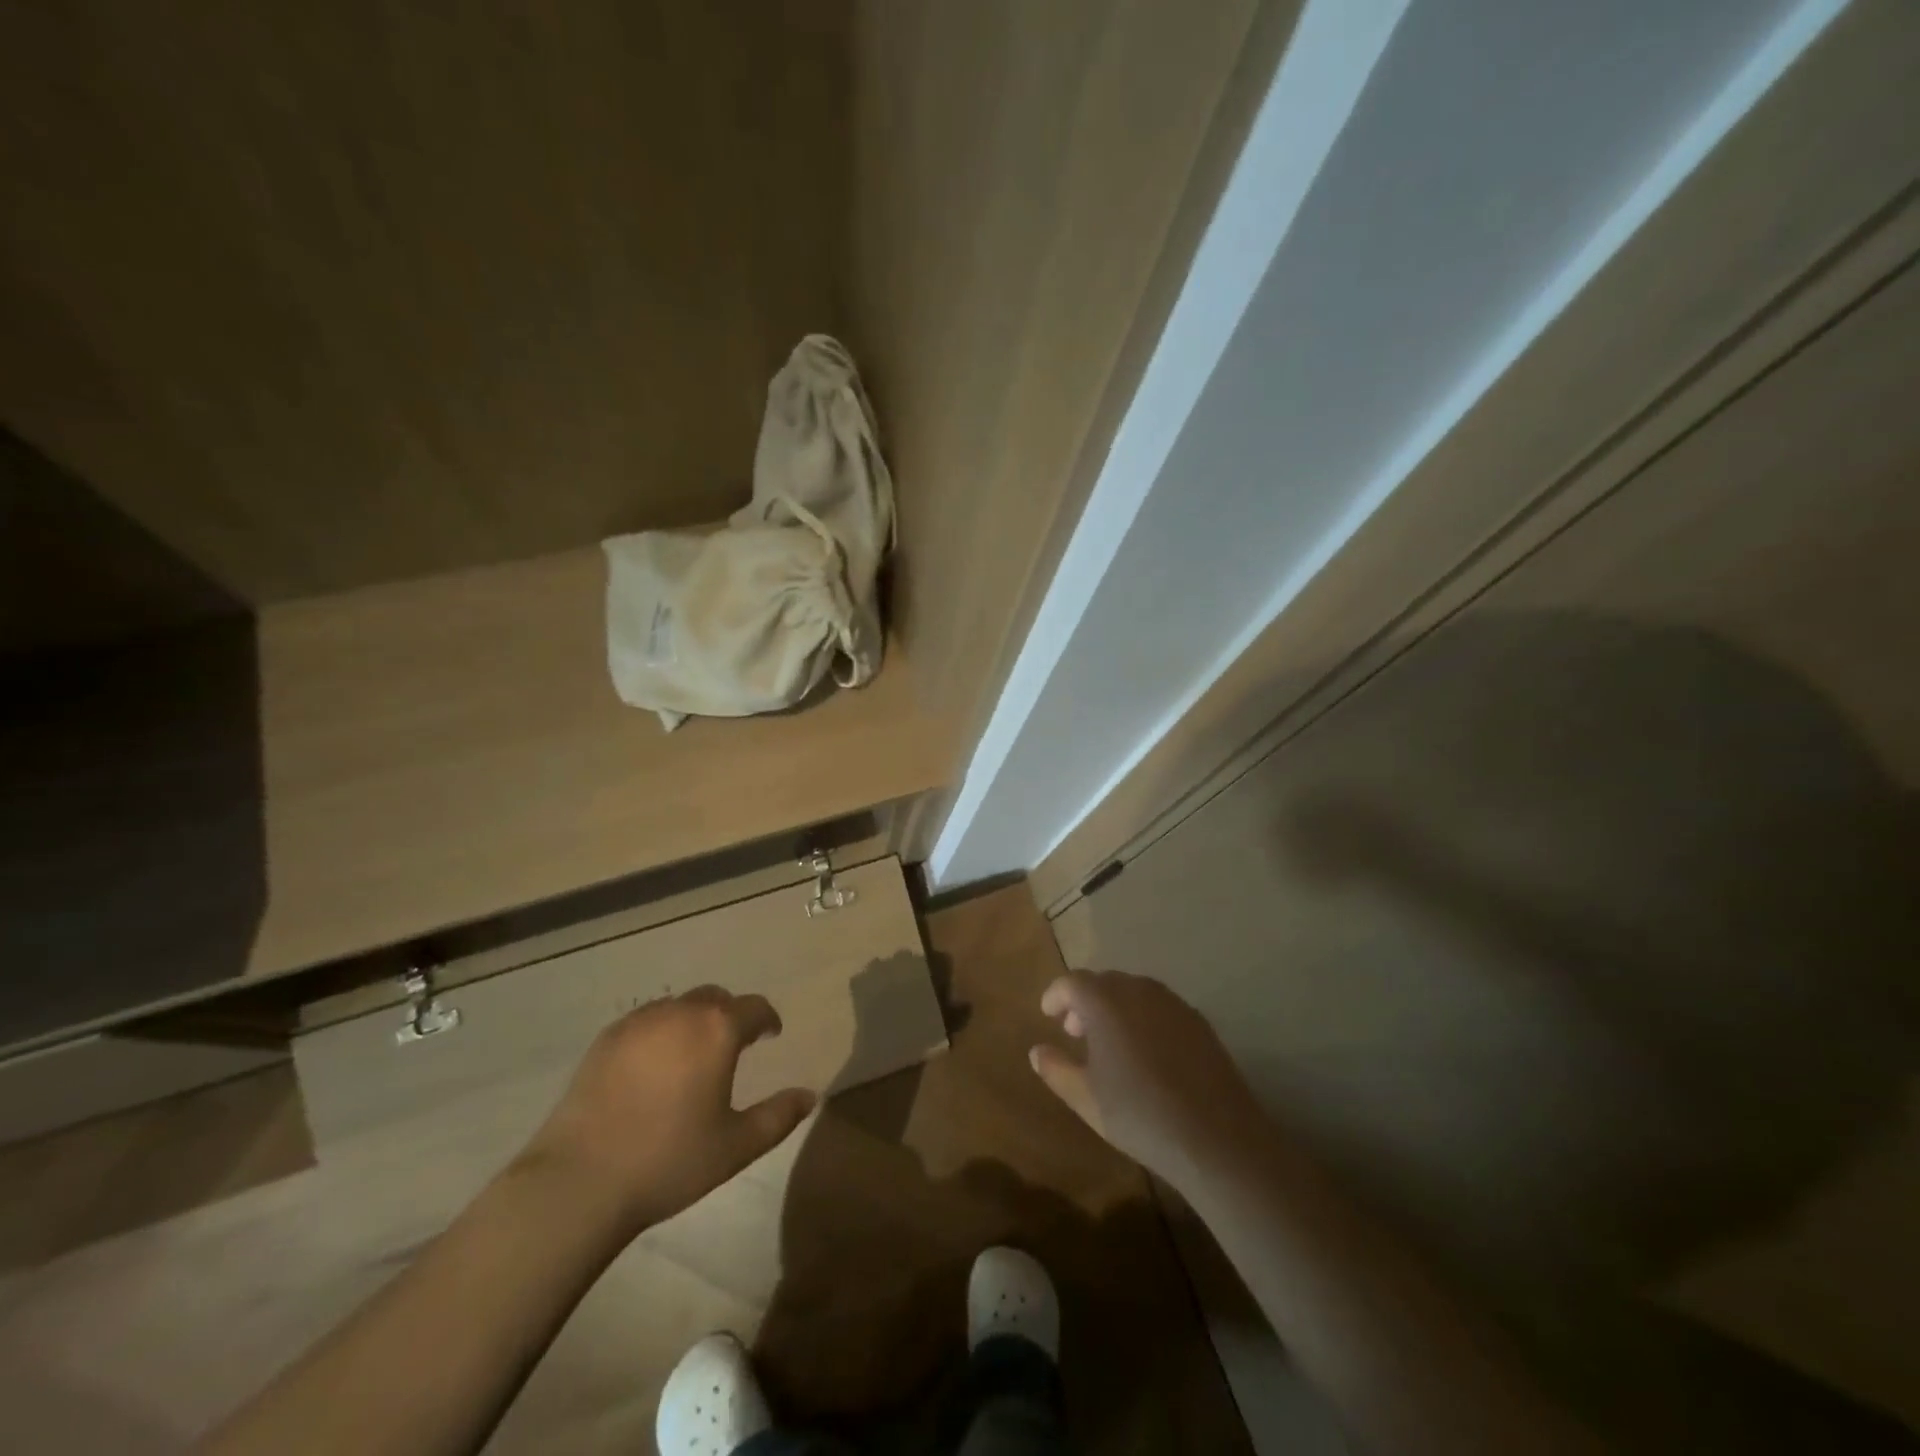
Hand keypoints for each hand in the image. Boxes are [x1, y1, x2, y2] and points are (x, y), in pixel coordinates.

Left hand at [518, 986, 816, 1235]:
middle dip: (730, 1015)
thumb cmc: (669, 1160)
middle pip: (715, 998)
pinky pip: (644, 1022)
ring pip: (678, 1006)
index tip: (771, 1035)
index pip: (754, 1008)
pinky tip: (652, 1067)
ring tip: (691, 1055)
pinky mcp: (605, 1039)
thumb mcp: (736, 1146)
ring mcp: (638, 1022)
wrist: (579, 1181)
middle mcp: (680, 1012)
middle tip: (733, 1045)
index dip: (767, 1020)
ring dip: (693, 1021)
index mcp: (717, 1029)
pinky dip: (658, 1033)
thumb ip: (779, 1116)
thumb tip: (809, 1096)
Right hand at [1030, 969, 1265, 1189]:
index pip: (1071, 982)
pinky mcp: (1198, 1020)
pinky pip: (1159, 1006)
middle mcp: (1138, 990)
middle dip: (1085, 1002)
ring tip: (1110, 1044)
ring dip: (1114, 1007)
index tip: (1048, 1015)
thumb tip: (1037, 1050)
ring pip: (1133, 992)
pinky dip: (1142, 1017)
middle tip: (1075, 1033)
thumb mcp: (1085, 1098)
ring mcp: (1172, 1002)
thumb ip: (1056, 1069)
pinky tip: (1145, 1053)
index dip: (1056, 996)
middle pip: (1103, 982)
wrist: (1216, 1137)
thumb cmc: (1139, 1115)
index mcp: (1105, 1001)